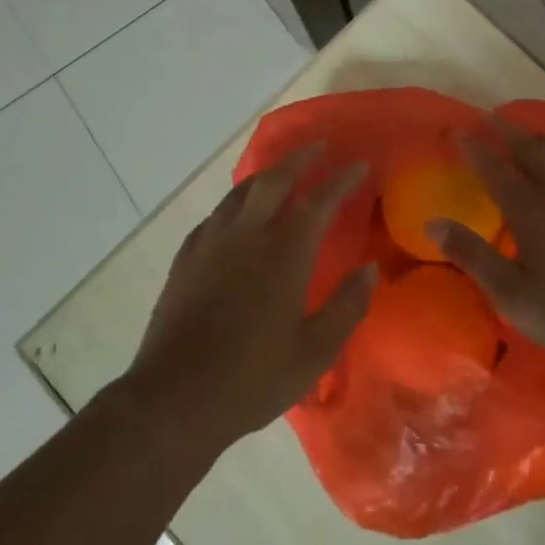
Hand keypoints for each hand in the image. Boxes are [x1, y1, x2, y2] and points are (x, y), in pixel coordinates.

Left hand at [128, 144, 374, 452]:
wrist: (176, 397)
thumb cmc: (254, 377)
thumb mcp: (316, 351)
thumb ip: (347, 305)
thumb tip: (369, 270)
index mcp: (283, 253)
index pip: (319, 201)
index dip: (341, 180)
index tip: (359, 164)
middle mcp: (247, 235)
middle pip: (274, 180)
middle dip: (300, 159)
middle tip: (320, 147)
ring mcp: (210, 244)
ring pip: (241, 192)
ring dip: (265, 175)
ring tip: (280, 173)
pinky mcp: (185, 259)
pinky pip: (216, 215)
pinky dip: (235, 203)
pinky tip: (236, 216)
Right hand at [427, 119, 544, 371]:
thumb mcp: (513, 295)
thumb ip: (473, 256)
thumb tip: (433, 224)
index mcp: (531, 212)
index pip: (495, 170)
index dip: (474, 149)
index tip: (456, 130)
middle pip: (531, 152)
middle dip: (507, 132)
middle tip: (490, 117)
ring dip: (539, 139)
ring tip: (527, 130)